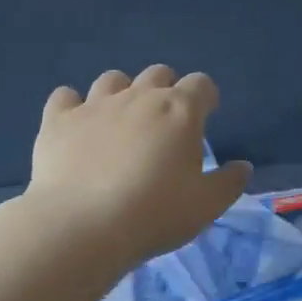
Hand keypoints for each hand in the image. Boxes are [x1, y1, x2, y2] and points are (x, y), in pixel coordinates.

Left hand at [28, 66, 251, 267]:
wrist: (80, 226)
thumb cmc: (154, 214)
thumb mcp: (206, 206)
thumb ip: (229, 182)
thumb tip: (242, 167)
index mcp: (179, 110)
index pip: (201, 84)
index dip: (206, 97)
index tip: (206, 116)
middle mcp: (139, 96)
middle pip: (158, 73)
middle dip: (166, 90)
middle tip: (165, 124)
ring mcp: (95, 104)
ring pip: (113, 79)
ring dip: (122, 93)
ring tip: (121, 122)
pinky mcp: (58, 120)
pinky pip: (65, 96)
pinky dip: (73, 106)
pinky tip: (76, 127)